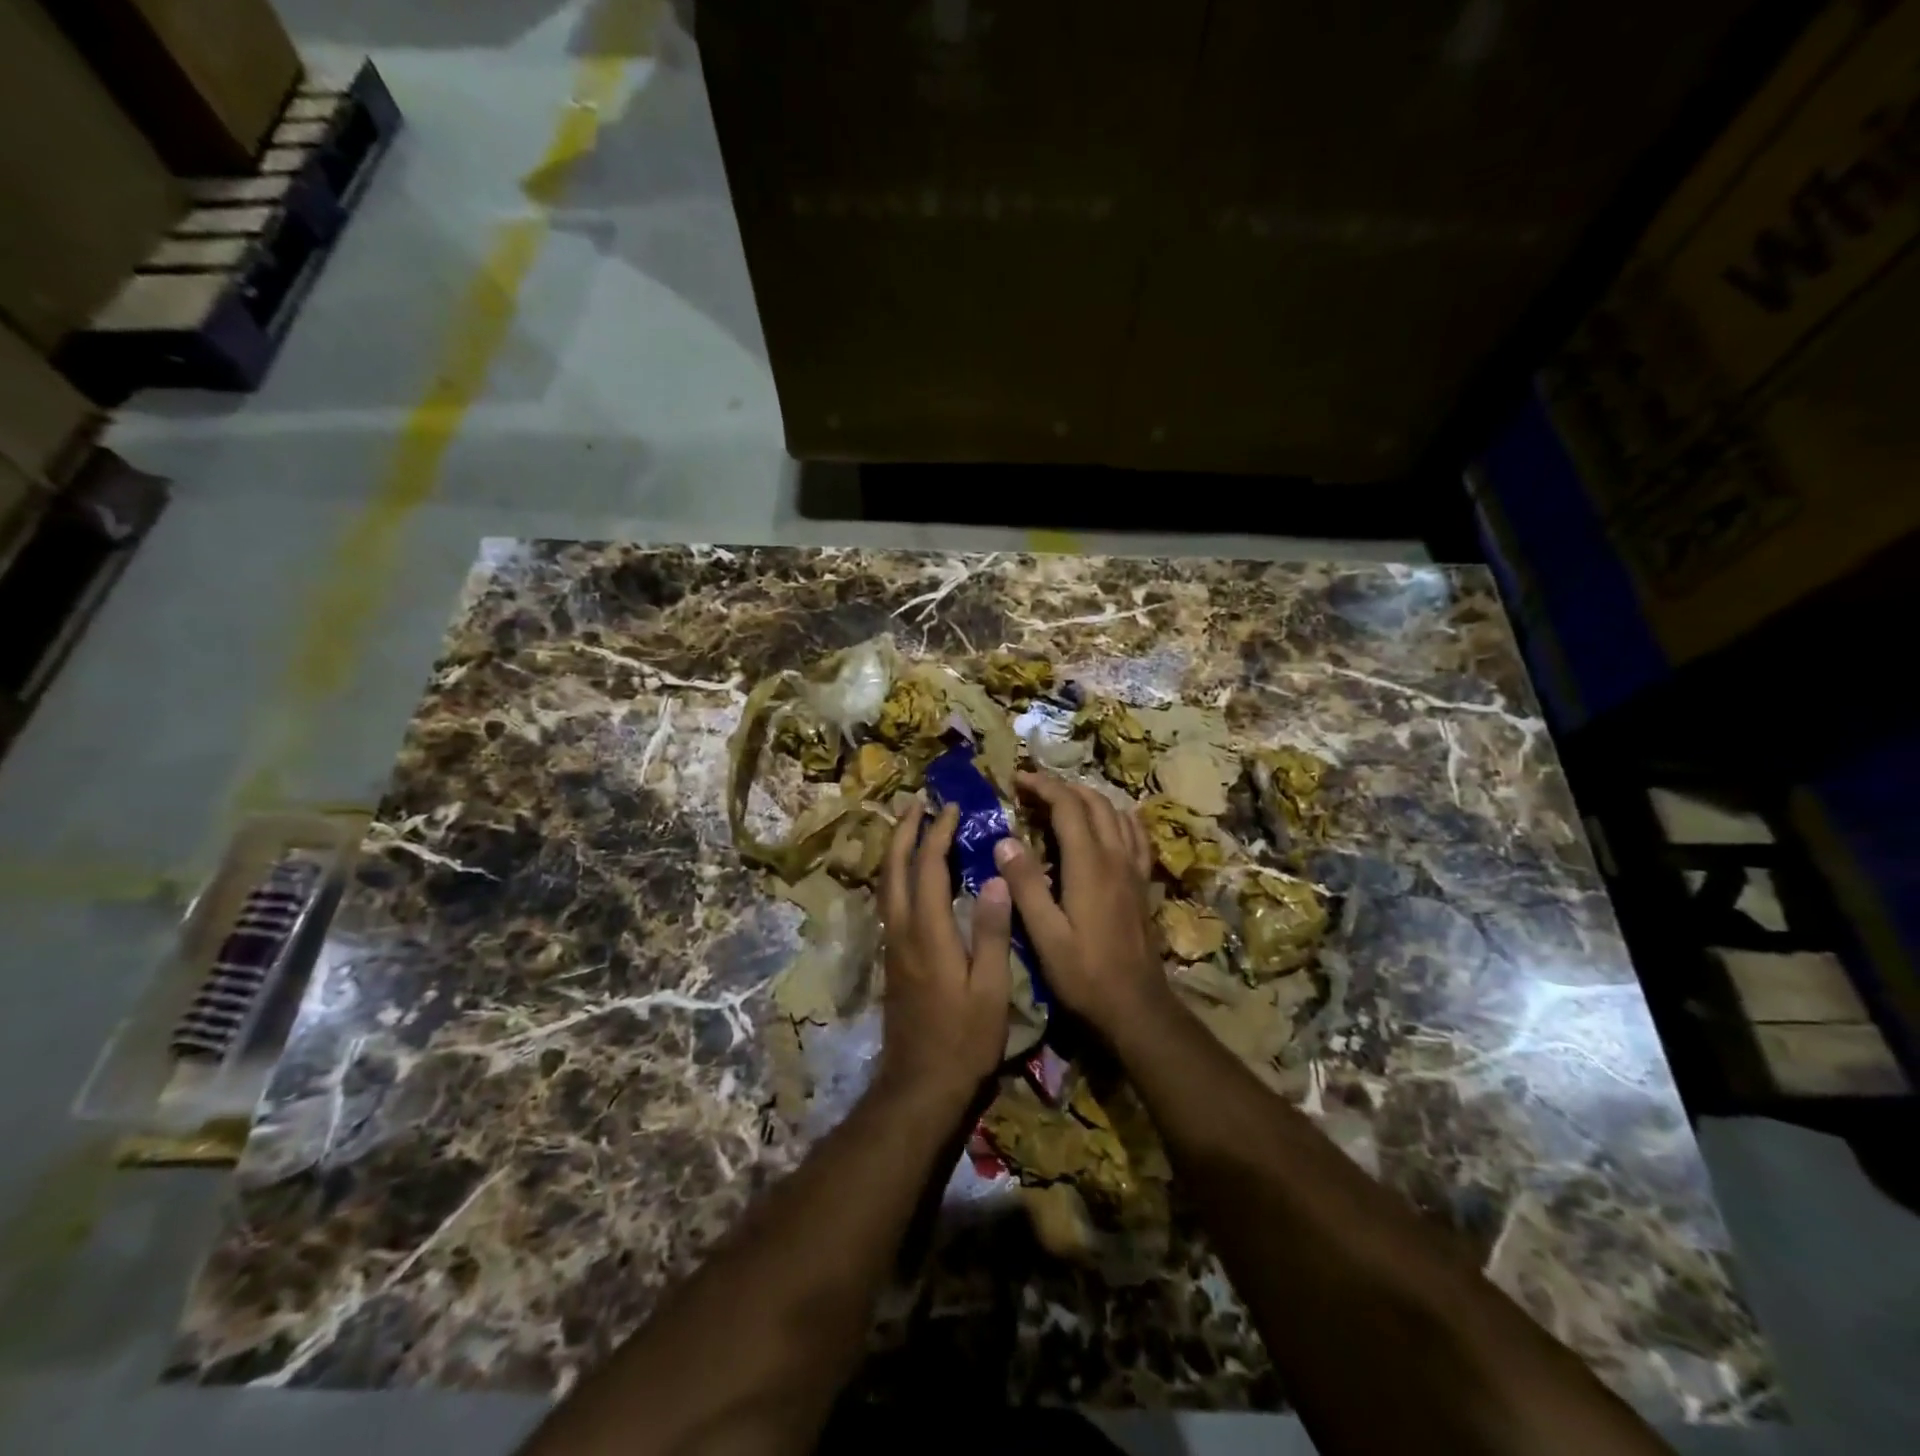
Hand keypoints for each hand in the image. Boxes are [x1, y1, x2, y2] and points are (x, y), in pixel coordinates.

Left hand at [876, 799, 1011, 1109]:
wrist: (920, 1085)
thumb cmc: (964, 1040)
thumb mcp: (990, 989)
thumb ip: (991, 932)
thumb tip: (995, 878)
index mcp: (927, 932)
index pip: (928, 867)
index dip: (939, 834)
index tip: (952, 808)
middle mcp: (901, 930)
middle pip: (895, 868)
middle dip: (906, 831)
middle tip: (919, 803)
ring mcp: (892, 945)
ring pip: (886, 884)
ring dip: (897, 849)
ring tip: (911, 827)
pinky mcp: (892, 959)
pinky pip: (889, 901)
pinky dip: (898, 874)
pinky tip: (911, 875)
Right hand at [994, 772, 1168, 1039]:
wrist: (1136, 1006)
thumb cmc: (1084, 975)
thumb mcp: (1045, 935)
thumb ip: (1026, 885)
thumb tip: (1005, 840)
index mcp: (1089, 865)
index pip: (1068, 806)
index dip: (1042, 786)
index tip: (1016, 779)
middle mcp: (1115, 857)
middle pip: (1093, 802)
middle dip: (1061, 787)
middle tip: (1031, 789)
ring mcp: (1133, 868)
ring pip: (1115, 813)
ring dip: (1087, 797)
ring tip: (1060, 800)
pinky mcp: (1141, 883)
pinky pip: (1134, 834)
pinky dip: (1116, 816)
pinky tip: (1107, 822)